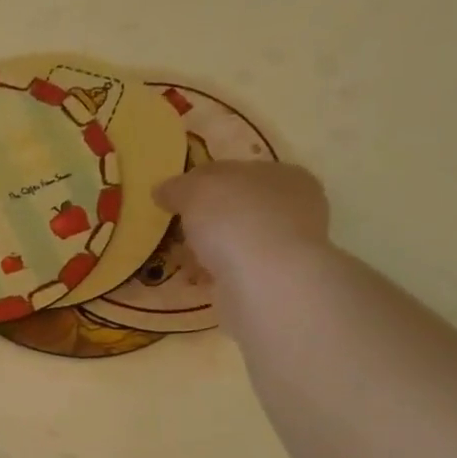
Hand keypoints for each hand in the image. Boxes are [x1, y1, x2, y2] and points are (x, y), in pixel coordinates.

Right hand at [153, 159, 330, 289]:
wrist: (268, 286)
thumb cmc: (238, 222)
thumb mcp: (197, 191)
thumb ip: (179, 187)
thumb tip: (163, 191)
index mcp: (283, 175)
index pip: (236, 172)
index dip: (201, 183)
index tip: (173, 200)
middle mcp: (293, 208)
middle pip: (236, 208)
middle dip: (205, 220)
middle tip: (176, 232)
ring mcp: (287, 249)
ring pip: (236, 242)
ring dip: (208, 250)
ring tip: (182, 261)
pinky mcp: (275, 283)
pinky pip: (236, 272)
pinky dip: (215, 275)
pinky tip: (198, 280)